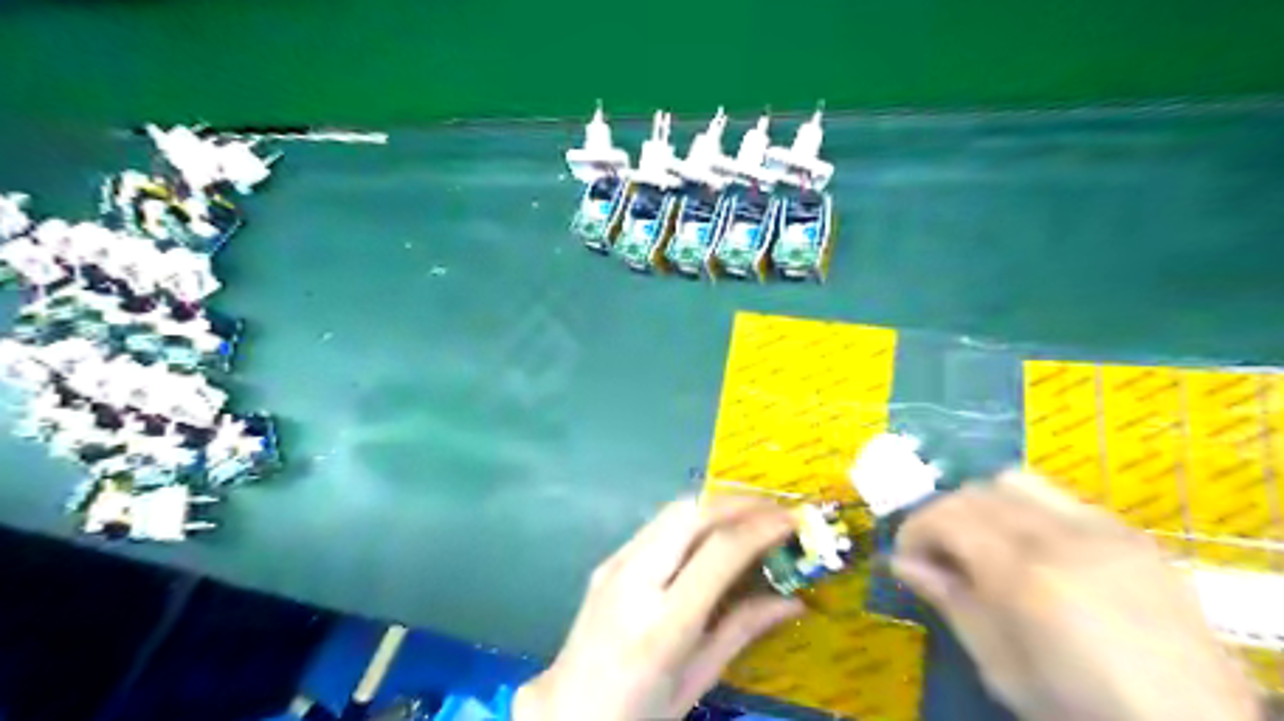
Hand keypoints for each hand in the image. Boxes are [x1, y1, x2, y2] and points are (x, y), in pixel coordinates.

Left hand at [515, 497, 798, 720]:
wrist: (567, 712)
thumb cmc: (638, 713)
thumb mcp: (697, 680)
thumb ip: (743, 631)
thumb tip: (795, 600)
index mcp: (662, 625)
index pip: (719, 551)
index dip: (761, 527)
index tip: (794, 519)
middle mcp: (634, 581)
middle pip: (692, 513)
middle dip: (740, 502)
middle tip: (777, 510)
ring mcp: (615, 565)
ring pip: (673, 510)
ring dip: (717, 504)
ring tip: (752, 515)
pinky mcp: (608, 561)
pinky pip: (658, 524)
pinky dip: (694, 517)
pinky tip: (713, 531)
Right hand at [896, 469, 1262, 720]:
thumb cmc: (1077, 705)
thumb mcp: (999, 665)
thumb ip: (949, 601)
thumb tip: (900, 562)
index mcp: (1022, 572)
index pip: (945, 516)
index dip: (914, 530)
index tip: (906, 557)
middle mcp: (1059, 534)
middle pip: (975, 492)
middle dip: (943, 515)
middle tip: (939, 554)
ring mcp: (1102, 528)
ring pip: (1016, 481)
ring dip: (984, 504)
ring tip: (984, 542)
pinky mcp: (1132, 535)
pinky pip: (1061, 498)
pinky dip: (1028, 510)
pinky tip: (1036, 549)